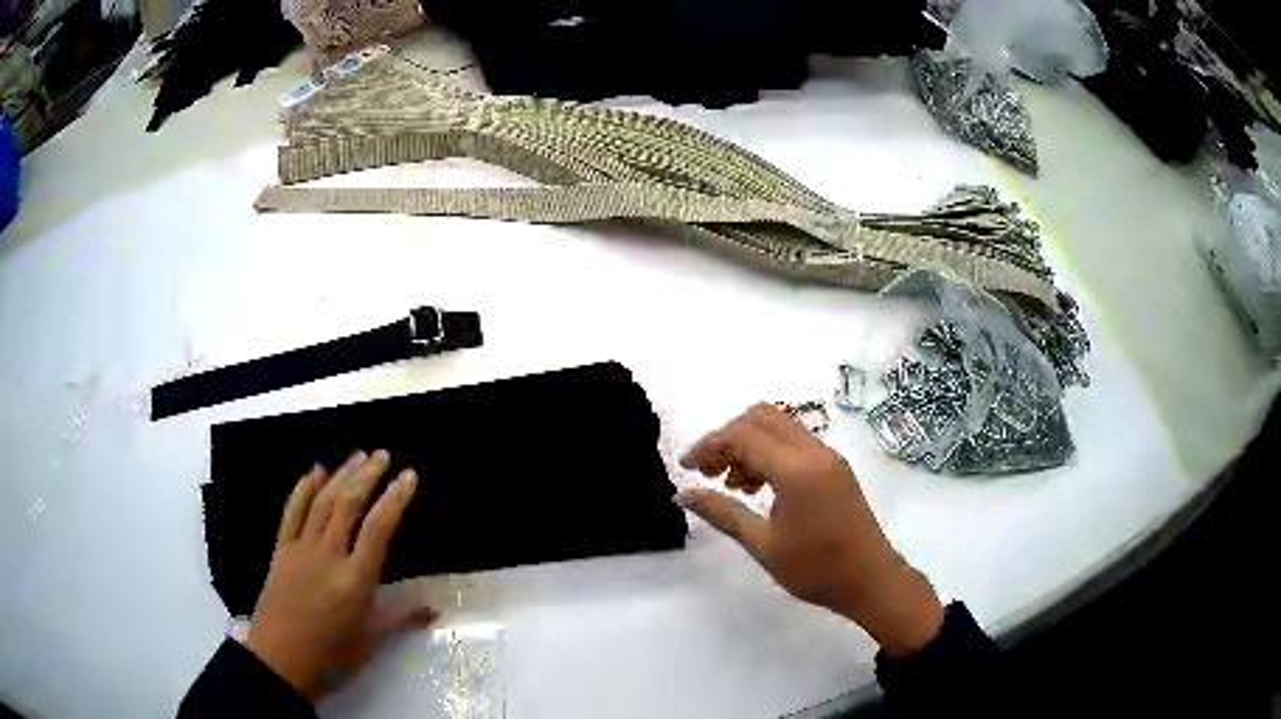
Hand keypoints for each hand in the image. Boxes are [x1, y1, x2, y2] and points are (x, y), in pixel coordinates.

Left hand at [246, 450, 436, 700]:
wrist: (280, 660)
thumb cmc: (331, 656)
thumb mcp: (370, 640)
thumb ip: (399, 618)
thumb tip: (432, 610)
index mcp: (354, 580)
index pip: (379, 529)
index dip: (395, 499)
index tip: (409, 476)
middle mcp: (328, 556)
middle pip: (348, 505)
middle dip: (367, 476)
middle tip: (383, 455)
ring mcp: (300, 549)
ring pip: (322, 502)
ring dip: (340, 475)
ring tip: (358, 455)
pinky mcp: (281, 549)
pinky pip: (292, 511)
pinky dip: (304, 488)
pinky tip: (315, 472)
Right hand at [680, 404, 943, 654]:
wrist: (870, 580)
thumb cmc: (816, 569)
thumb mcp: (763, 545)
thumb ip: (723, 513)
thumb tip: (684, 493)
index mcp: (796, 470)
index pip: (742, 435)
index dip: (708, 445)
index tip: (686, 467)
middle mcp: (814, 452)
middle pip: (761, 417)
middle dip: (729, 437)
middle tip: (710, 472)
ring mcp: (828, 457)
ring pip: (780, 427)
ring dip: (750, 445)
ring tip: (735, 486)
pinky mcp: (835, 468)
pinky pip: (796, 443)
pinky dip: (771, 454)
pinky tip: (760, 489)